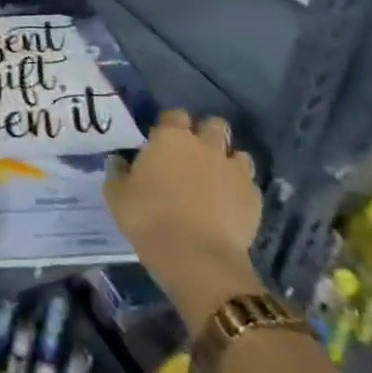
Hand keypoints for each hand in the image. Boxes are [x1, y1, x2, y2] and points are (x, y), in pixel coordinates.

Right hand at [105, 109, 264, 328]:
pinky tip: (228, 206)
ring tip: (215, 180)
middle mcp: (206, 146)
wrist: (197, 257)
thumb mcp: (117, 195)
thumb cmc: (149, 218)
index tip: (160, 142)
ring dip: (227, 162)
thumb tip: (120, 162)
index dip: (169, 125)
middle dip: (206, 134)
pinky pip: (249, 185)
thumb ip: (118, 172)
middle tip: (192, 155)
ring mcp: (235, 171)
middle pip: (214, 125)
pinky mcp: (254, 198)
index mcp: (171, 138)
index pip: (174, 115)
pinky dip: (239, 190)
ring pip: (238, 154)